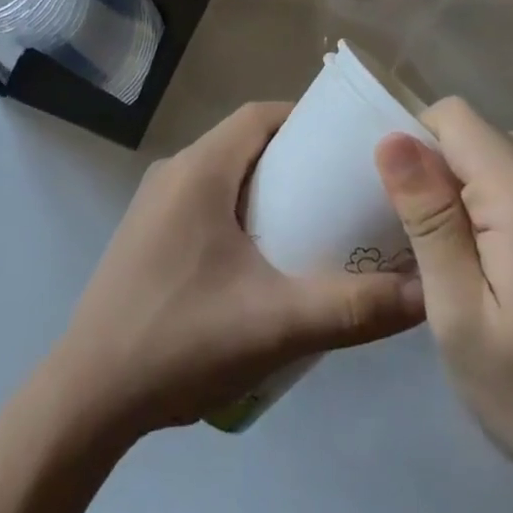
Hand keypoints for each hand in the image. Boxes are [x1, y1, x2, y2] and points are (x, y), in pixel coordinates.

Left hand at [49, 100, 424, 438]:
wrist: (86, 396)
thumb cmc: (180, 340)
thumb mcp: (276, 324)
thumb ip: (353, 308)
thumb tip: (426, 295)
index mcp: (199, 169)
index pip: (259, 115)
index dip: (305, 121)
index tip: (347, 146)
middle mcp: (173, 172)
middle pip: (243, 142)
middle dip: (293, 158)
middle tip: (341, 190)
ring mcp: (154, 203)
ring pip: (222, 172)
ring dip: (264, 186)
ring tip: (312, 224)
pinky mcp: (146, 234)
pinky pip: (202, 200)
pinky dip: (237, 209)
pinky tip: (261, 259)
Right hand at [375, 98, 512, 506]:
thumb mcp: (459, 313)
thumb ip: (428, 220)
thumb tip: (392, 140)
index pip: (453, 118)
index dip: (415, 145)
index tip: (400, 204)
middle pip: (473, 131)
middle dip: (434, 166)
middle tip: (417, 235)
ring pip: (493, 149)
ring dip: (459, 181)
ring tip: (446, 243)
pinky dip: (486, 193)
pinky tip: (482, 252)